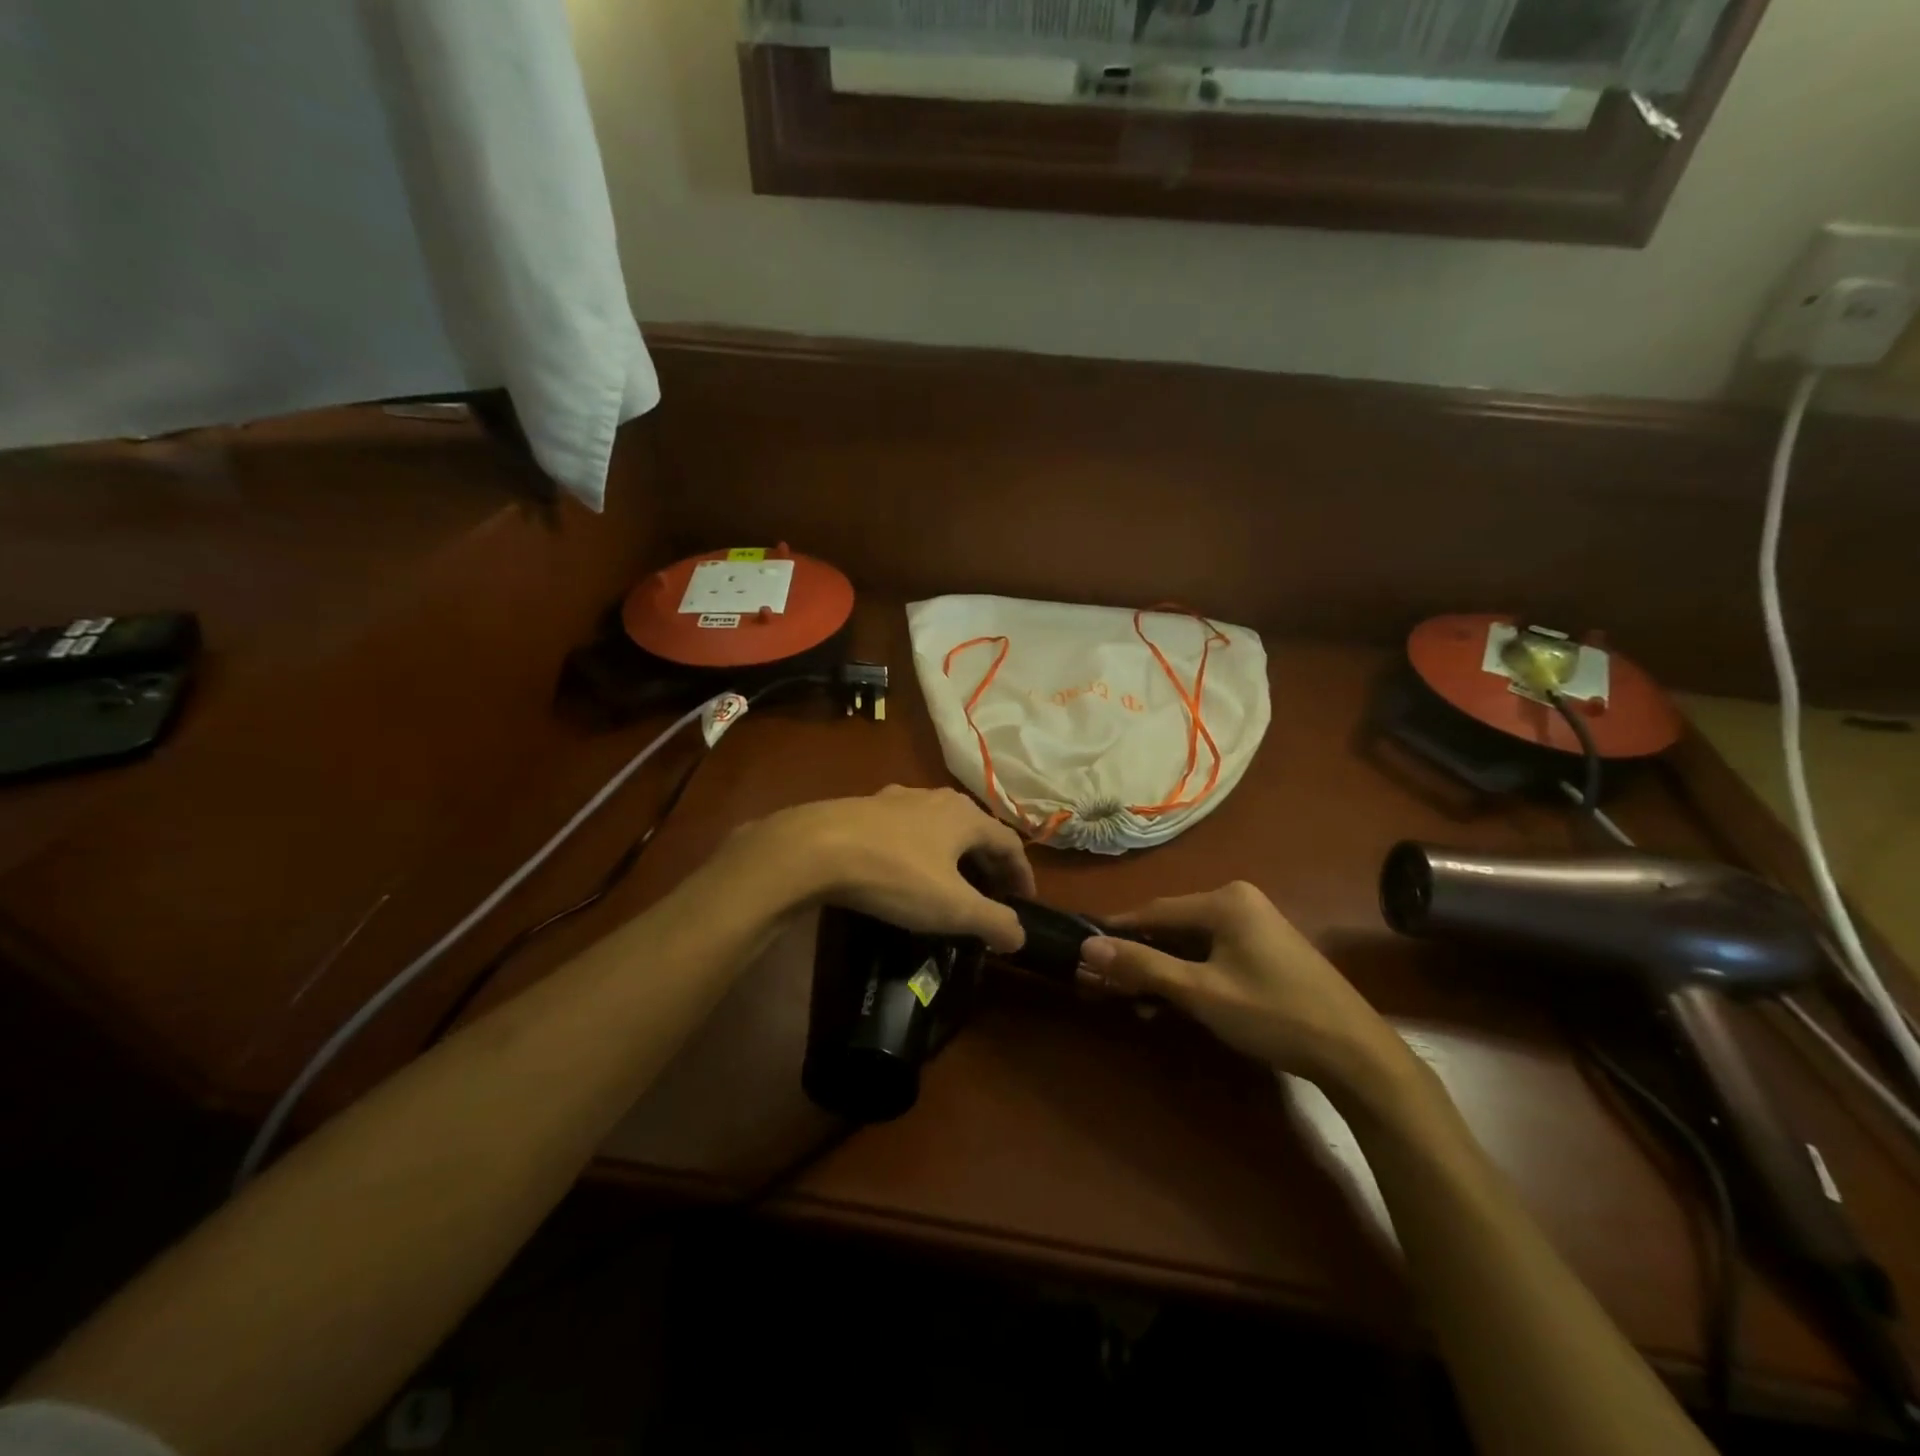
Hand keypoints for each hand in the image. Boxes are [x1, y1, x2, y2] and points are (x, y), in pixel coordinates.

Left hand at [745, 786, 1035, 952]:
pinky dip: (920, 849)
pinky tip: (905, 867)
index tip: (1024, 900)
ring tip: (950, 881)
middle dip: (988, 862)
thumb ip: (992, 921)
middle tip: (992, 893)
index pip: (1009, 842)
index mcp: (965, 816)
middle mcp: (937, 798)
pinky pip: (907, 828)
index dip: (1022, 873)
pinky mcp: (867, 807)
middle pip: (976, 830)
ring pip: (939, 825)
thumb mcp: (951, 907)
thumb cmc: (895, 875)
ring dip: (953, 853)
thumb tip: (1020, 936)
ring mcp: (899, 798)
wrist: (816, 847)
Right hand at [1080, 881, 1408, 1092]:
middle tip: (1107, 986)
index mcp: (1224, 900)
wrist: (1356, 1054)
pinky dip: (1189, 975)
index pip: (1153, 910)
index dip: (1117, 933)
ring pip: (1191, 943)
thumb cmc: (1273, 1014)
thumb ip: (1143, 966)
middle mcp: (1238, 901)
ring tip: (1136, 1003)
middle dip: (1140, 957)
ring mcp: (1255, 925)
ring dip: (1163, 971)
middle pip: (1172, 926)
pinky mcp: (1266, 949)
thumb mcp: (1200, 992)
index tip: (1084, 953)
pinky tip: (1173, 1003)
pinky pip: (1212, 954)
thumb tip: (1088, 947)